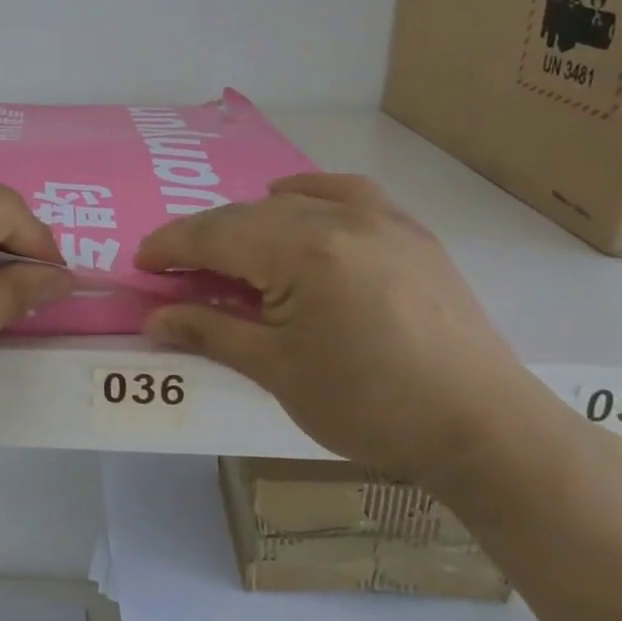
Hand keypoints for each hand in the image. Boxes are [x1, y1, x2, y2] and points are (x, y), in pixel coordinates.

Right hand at [135, 174, 542, 484]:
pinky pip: (343, 192)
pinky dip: (306, 197)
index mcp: (302, 252)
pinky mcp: (408, 229)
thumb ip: (210, 332)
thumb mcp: (277, 372)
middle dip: (201, 239)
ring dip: (246, 224)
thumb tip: (153, 318)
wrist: (482, 428)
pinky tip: (291, 206)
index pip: (214, 235)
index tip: (139, 264)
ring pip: (289, 204)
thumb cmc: (370, 406)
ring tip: (227, 256)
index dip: (169, 247)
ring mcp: (379, 218)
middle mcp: (338, 218)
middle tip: (174, 271)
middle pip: (245, 216)